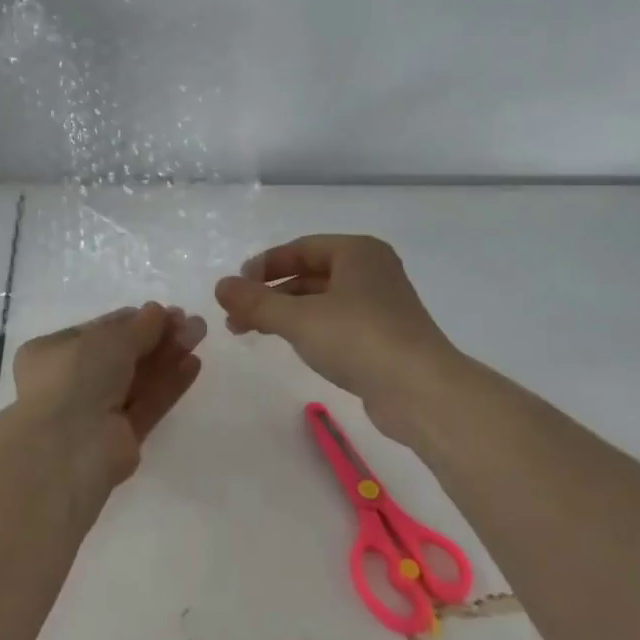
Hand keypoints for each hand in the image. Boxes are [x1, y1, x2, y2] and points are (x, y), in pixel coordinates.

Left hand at [11, 302, 207, 501]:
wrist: (68, 447)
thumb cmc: (76, 377)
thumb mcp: (108, 339)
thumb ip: (138, 326)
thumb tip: (158, 311)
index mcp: (52, 353)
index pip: (98, 332)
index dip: (133, 320)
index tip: (165, 311)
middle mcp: (71, 382)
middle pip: (121, 355)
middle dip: (156, 337)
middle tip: (191, 322)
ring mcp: (96, 412)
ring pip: (137, 379)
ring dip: (167, 356)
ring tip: (199, 334)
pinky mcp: (121, 438)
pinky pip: (147, 404)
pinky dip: (168, 384)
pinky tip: (193, 364)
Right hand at [214, 235, 458, 441]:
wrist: (420, 391)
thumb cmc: (358, 339)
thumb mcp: (298, 317)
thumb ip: (255, 301)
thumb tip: (219, 285)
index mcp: (358, 252)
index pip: (301, 248)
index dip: (264, 264)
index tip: (236, 286)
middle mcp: (372, 272)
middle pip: (309, 274)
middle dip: (270, 293)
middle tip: (236, 315)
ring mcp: (380, 306)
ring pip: (321, 301)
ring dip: (284, 313)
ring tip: (251, 331)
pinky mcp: (383, 338)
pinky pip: (336, 323)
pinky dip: (308, 329)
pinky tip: (289, 344)